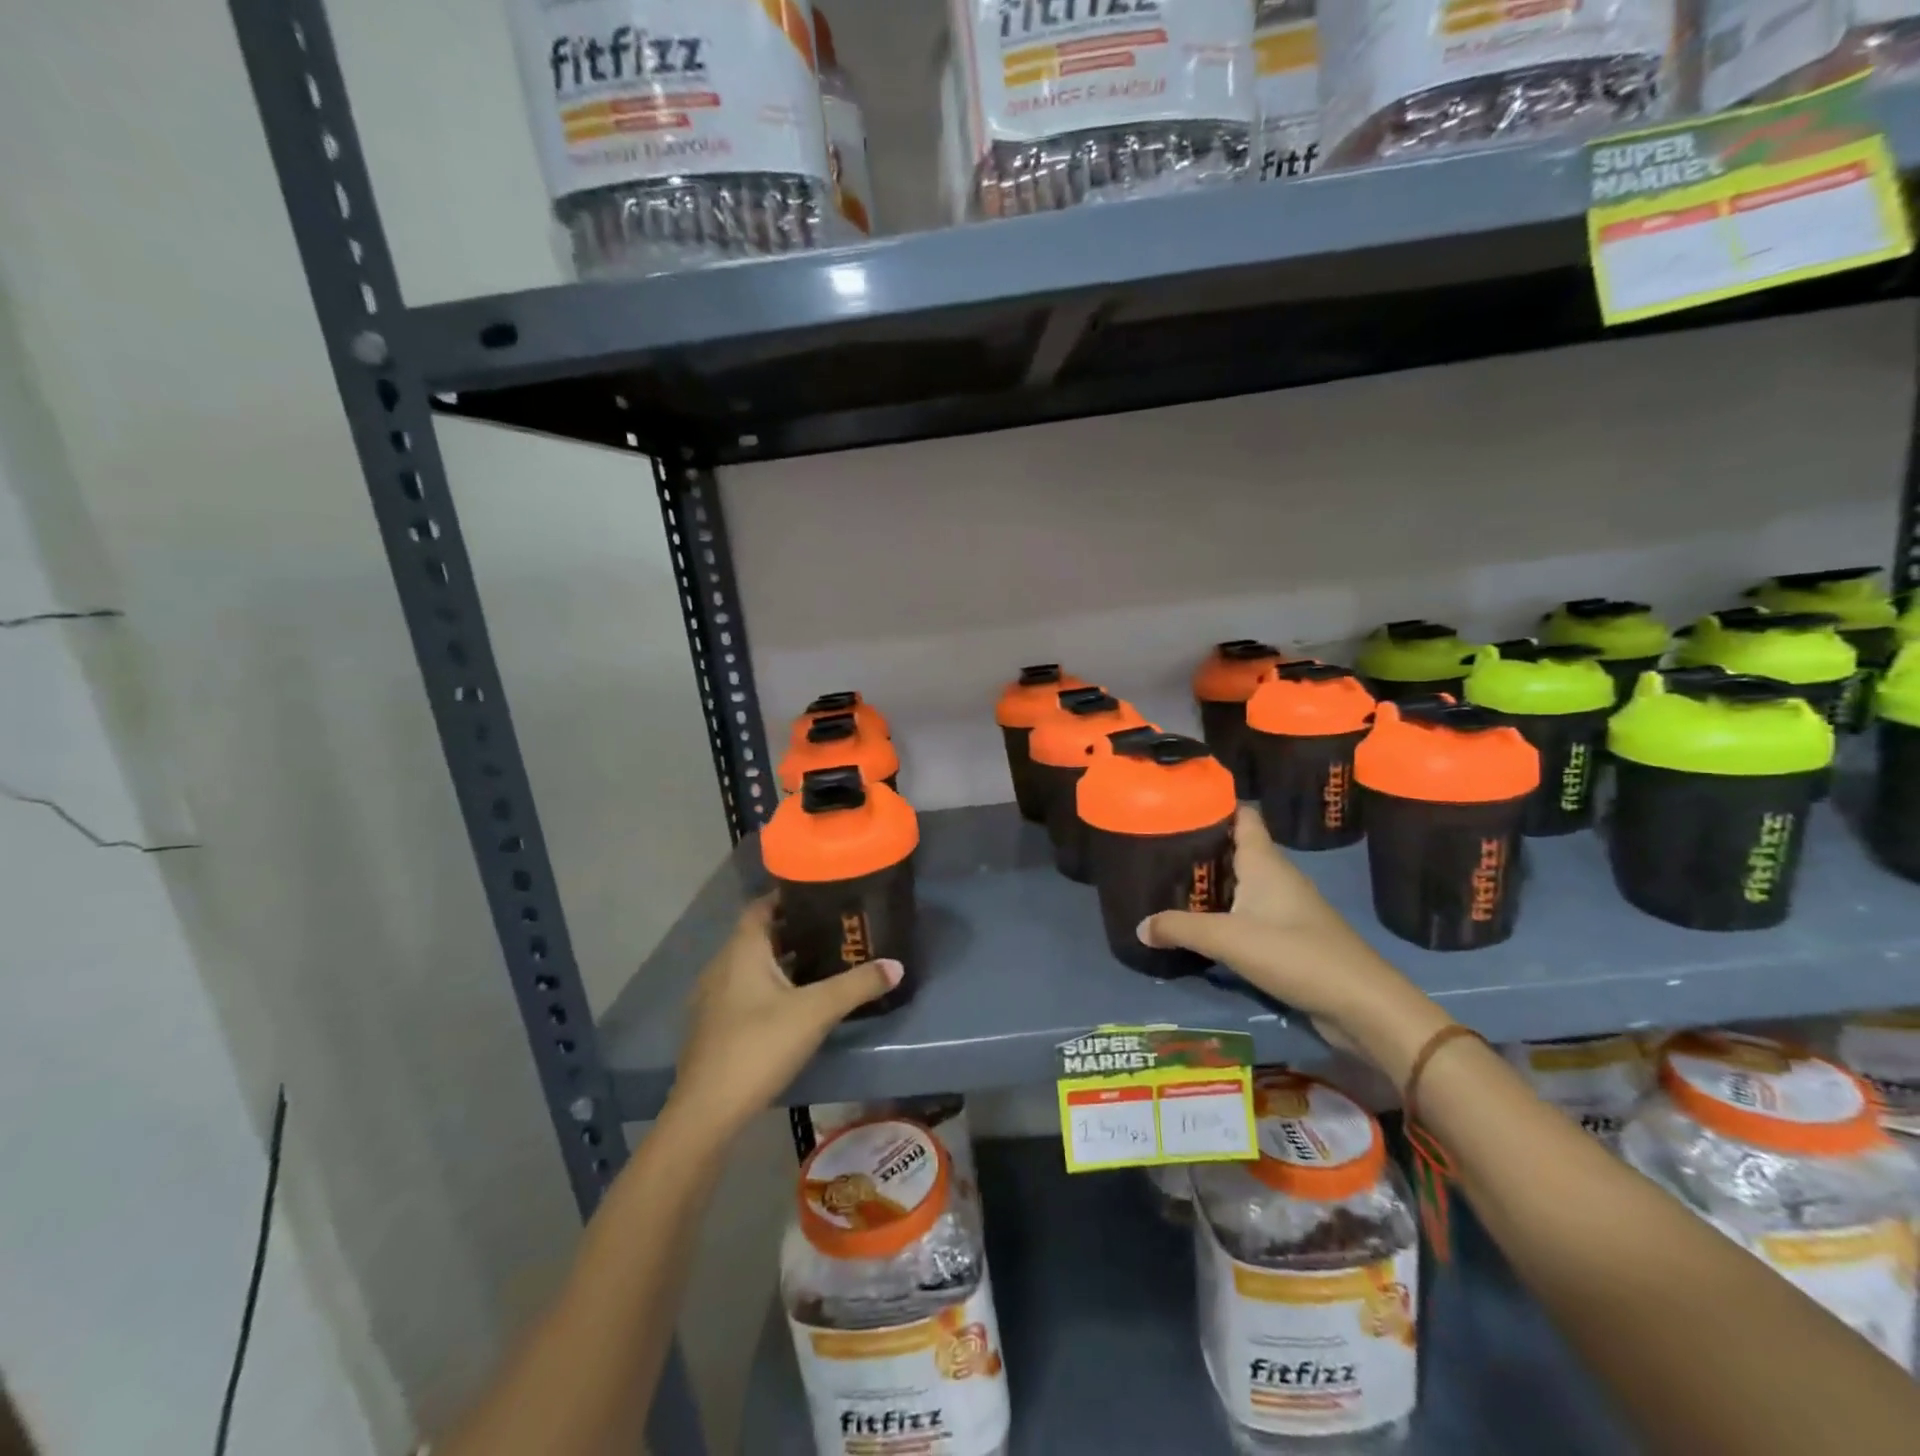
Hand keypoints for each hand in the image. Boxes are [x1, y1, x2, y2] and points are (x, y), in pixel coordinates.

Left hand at [667, 897, 900, 1137]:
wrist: (707, 1112)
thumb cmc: (759, 1046)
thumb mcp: (816, 1012)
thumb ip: (857, 985)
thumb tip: (897, 966)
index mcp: (742, 950)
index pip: (762, 906)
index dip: (788, 896)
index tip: (821, 894)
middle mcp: (723, 965)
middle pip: (759, 935)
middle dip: (793, 929)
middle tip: (832, 928)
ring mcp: (714, 998)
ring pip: (752, 965)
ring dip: (782, 960)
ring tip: (821, 962)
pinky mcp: (714, 1026)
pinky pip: (745, 990)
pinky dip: (769, 986)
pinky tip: (795, 1003)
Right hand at [1137, 807, 1452, 1084]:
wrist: (1361, 1005)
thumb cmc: (1295, 954)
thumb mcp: (1228, 939)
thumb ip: (1180, 928)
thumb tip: (1139, 926)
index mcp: (1265, 862)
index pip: (1242, 816)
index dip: (1214, 805)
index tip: (1177, 805)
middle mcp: (1277, 877)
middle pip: (1235, 849)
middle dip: (1200, 847)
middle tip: (1156, 849)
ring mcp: (1286, 907)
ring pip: (1241, 883)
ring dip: (1211, 883)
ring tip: (1169, 885)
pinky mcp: (1289, 937)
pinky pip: (1248, 913)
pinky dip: (1224, 914)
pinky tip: (1200, 926)